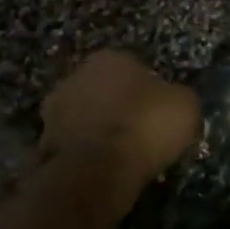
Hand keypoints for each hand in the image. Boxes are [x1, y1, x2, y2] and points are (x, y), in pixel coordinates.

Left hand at [40, 51, 200, 216]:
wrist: (96, 170)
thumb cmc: (144, 128)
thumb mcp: (185, 107)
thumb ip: (179, 97)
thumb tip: (174, 101)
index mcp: (111, 58)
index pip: (136, 69)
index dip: (151, 94)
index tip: (159, 117)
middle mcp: (77, 74)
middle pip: (106, 91)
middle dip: (120, 110)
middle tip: (140, 136)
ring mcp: (55, 108)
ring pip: (87, 118)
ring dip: (100, 132)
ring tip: (121, 158)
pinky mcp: (44, 140)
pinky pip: (75, 144)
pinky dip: (87, 154)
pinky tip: (102, 171)